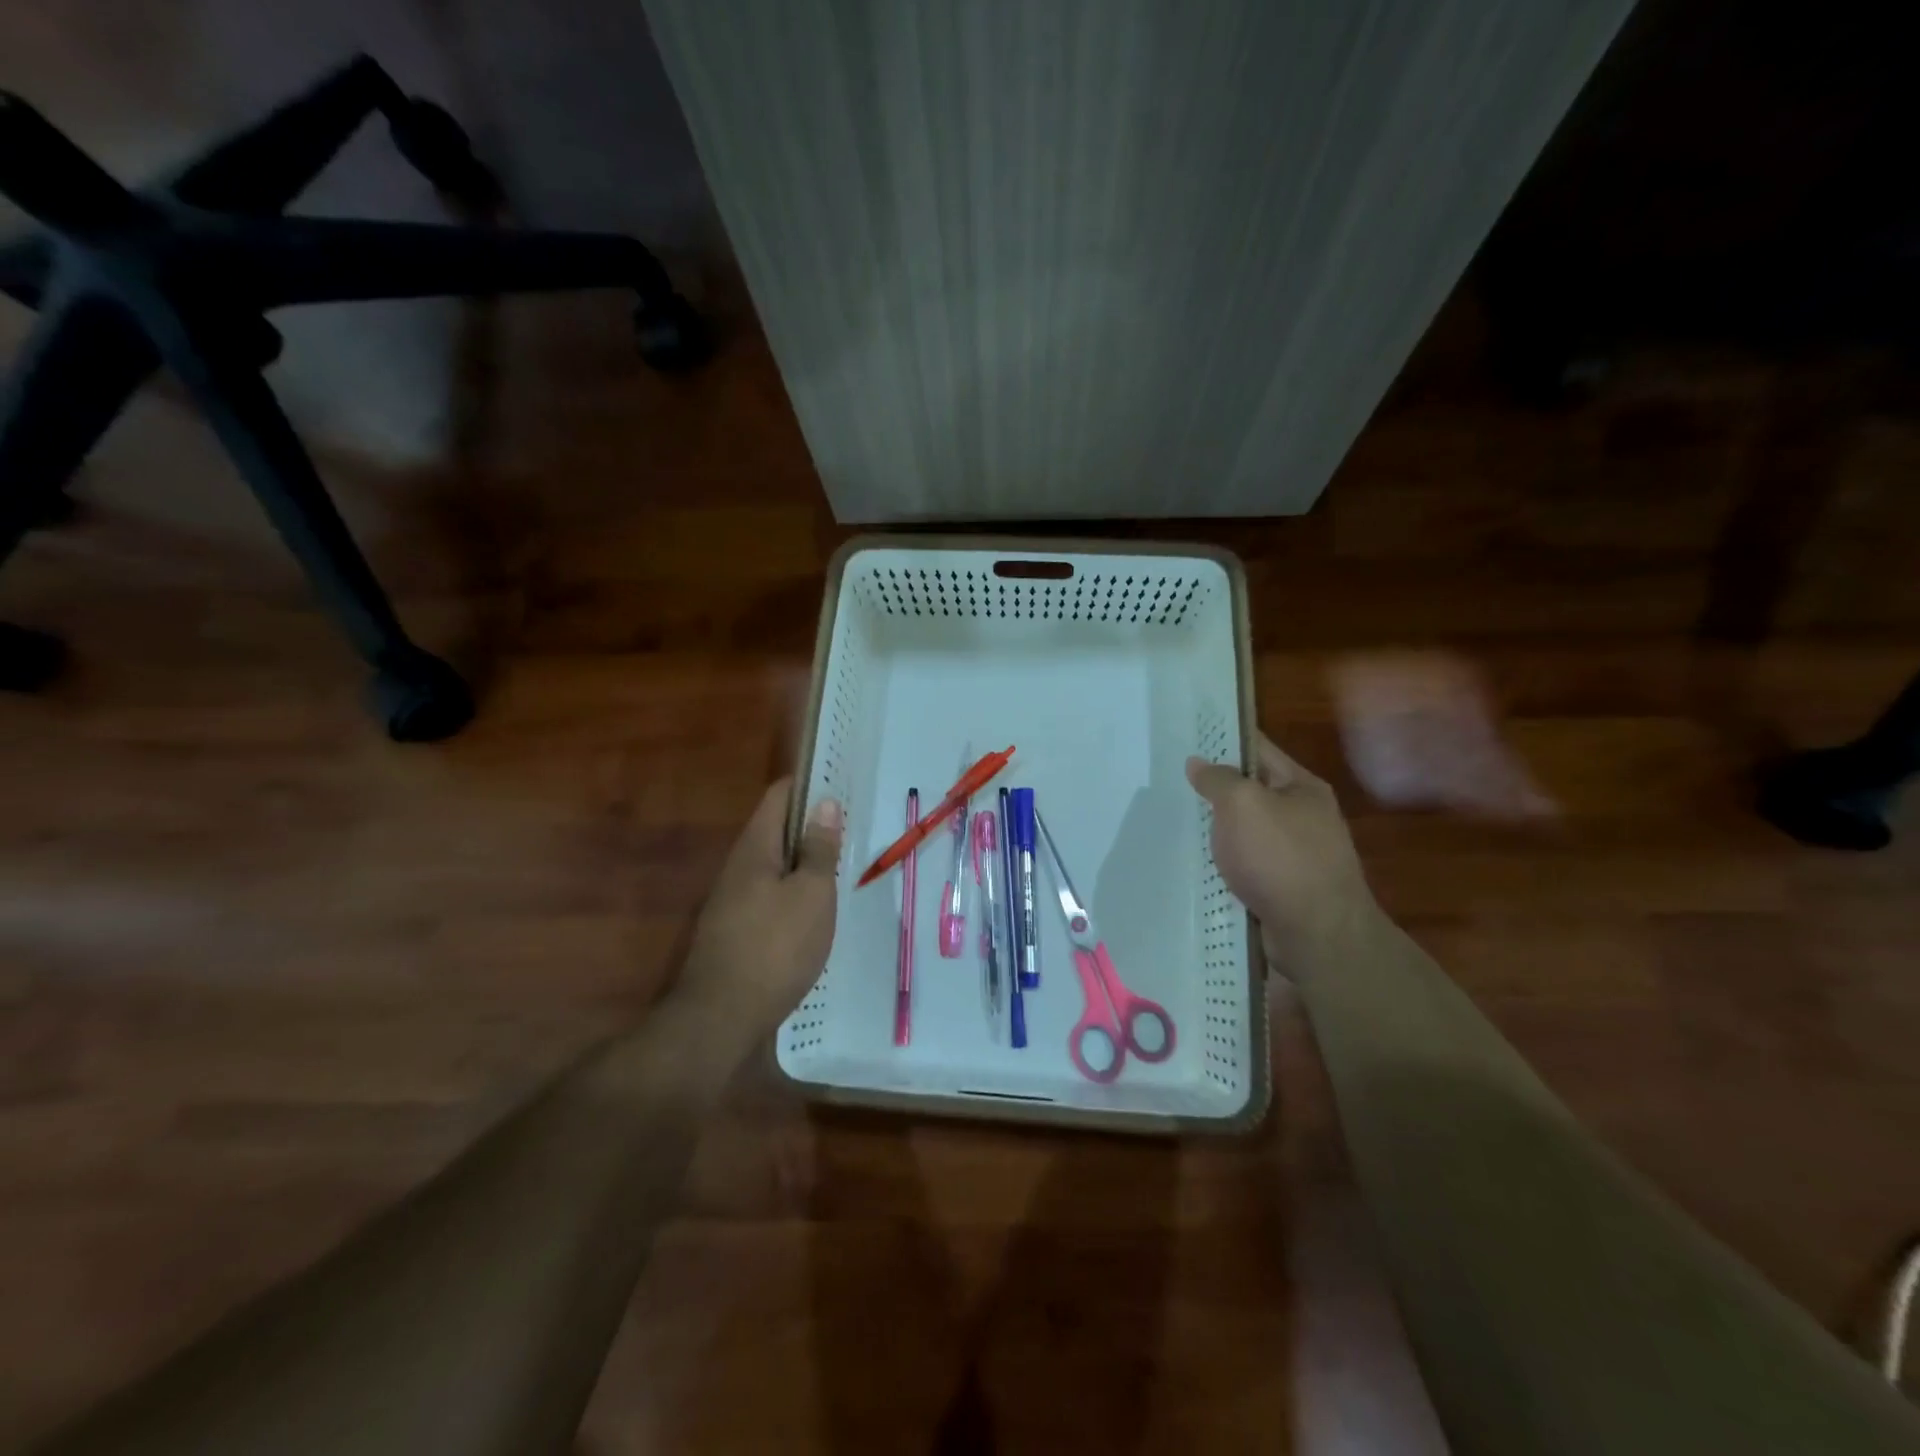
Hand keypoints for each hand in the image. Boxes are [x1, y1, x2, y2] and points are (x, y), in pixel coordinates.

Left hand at [677, 778, 842, 1033]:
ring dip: (801, 860)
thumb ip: (818, 849)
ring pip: (771, 865)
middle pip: (773, 830)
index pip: (778, 797)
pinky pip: (767, 894)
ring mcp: (730, 900)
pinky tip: (812, 909)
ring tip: (837, 866)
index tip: (839, 784)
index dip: (807, 785)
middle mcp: (737, 867)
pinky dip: (791, 890)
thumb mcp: (811, 895)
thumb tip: (824, 803)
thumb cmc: (775, 948)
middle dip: (809, 825)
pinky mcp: (733, 930)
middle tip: (848, 828)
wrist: (720, 1018)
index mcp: (755, 848)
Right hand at [1186, 733, 1374, 976]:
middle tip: (1172, 783)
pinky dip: (1226, 865)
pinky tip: (1199, 866)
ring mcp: (1297, 855)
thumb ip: (1218, 779)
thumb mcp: (1243, 804)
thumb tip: (1198, 763)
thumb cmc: (1280, 858)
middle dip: (1216, 789)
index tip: (1189, 737)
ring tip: (1177, 825)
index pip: (1259, 749)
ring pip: (1247, 832)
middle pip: (1253, 792)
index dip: (1225, 740)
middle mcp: (1305, 817)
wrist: (1317, 935)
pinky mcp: (1285, 889)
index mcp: (1303, 787)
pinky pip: (1248, 866)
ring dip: (1219, 831)